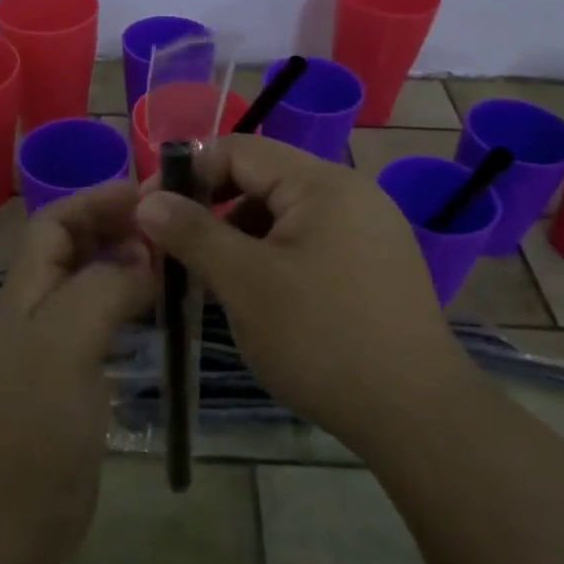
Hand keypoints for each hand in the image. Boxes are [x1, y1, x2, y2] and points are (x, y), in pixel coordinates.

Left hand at [0, 181, 154, 563]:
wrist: (3, 524)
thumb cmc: (30, 428)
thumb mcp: (64, 344)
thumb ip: (103, 290)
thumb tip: (144, 261)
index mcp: (25, 294)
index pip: (54, 224)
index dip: (95, 201)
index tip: (149, 196)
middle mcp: (36, 314)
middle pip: (73, 251)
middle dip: (116, 229)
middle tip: (172, 229)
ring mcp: (54, 352)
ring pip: (92, 290)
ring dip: (127, 269)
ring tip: (175, 266)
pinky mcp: (73, 387)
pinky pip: (104, 331)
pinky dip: (132, 313)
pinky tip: (161, 319)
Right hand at [135, 135, 466, 450]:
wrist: (415, 413)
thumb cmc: (320, 338)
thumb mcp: (244, 282)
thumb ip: (193, 232)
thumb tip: (148, 200)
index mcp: (322, 183)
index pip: (239, 150)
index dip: (187, 174)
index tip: (149, 212)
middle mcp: (351, 193)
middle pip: (263, 180)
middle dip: (213, 209)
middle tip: (176, 250)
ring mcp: (370, 230)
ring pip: (285, 215)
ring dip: (241, 236)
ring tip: (215, 280)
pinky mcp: (376, 265)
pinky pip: (310, 242)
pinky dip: (273, 258)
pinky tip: (260, 297)